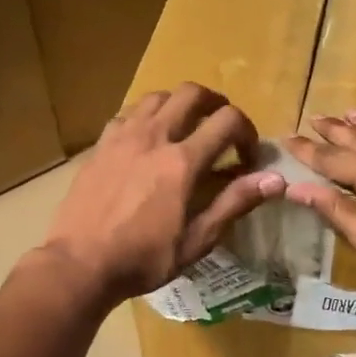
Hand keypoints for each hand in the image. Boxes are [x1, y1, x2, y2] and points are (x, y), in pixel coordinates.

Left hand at [41, 83, 285, 306]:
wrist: (80, 263)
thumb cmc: (143, 259)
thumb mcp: (196, 240)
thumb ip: (235, 203)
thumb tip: (276, 180)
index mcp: (182, 161)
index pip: (228, 120)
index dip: (248, 133)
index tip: (247, 158)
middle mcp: (154, 136)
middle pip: (193, 93)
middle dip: (216, 105)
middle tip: (222, 130)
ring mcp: (123, 136)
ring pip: (158, 96)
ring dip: (180, 105)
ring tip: (186, 130)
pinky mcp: (100, 144)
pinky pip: (129, 113)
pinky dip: (147, 116)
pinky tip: (148, 141)